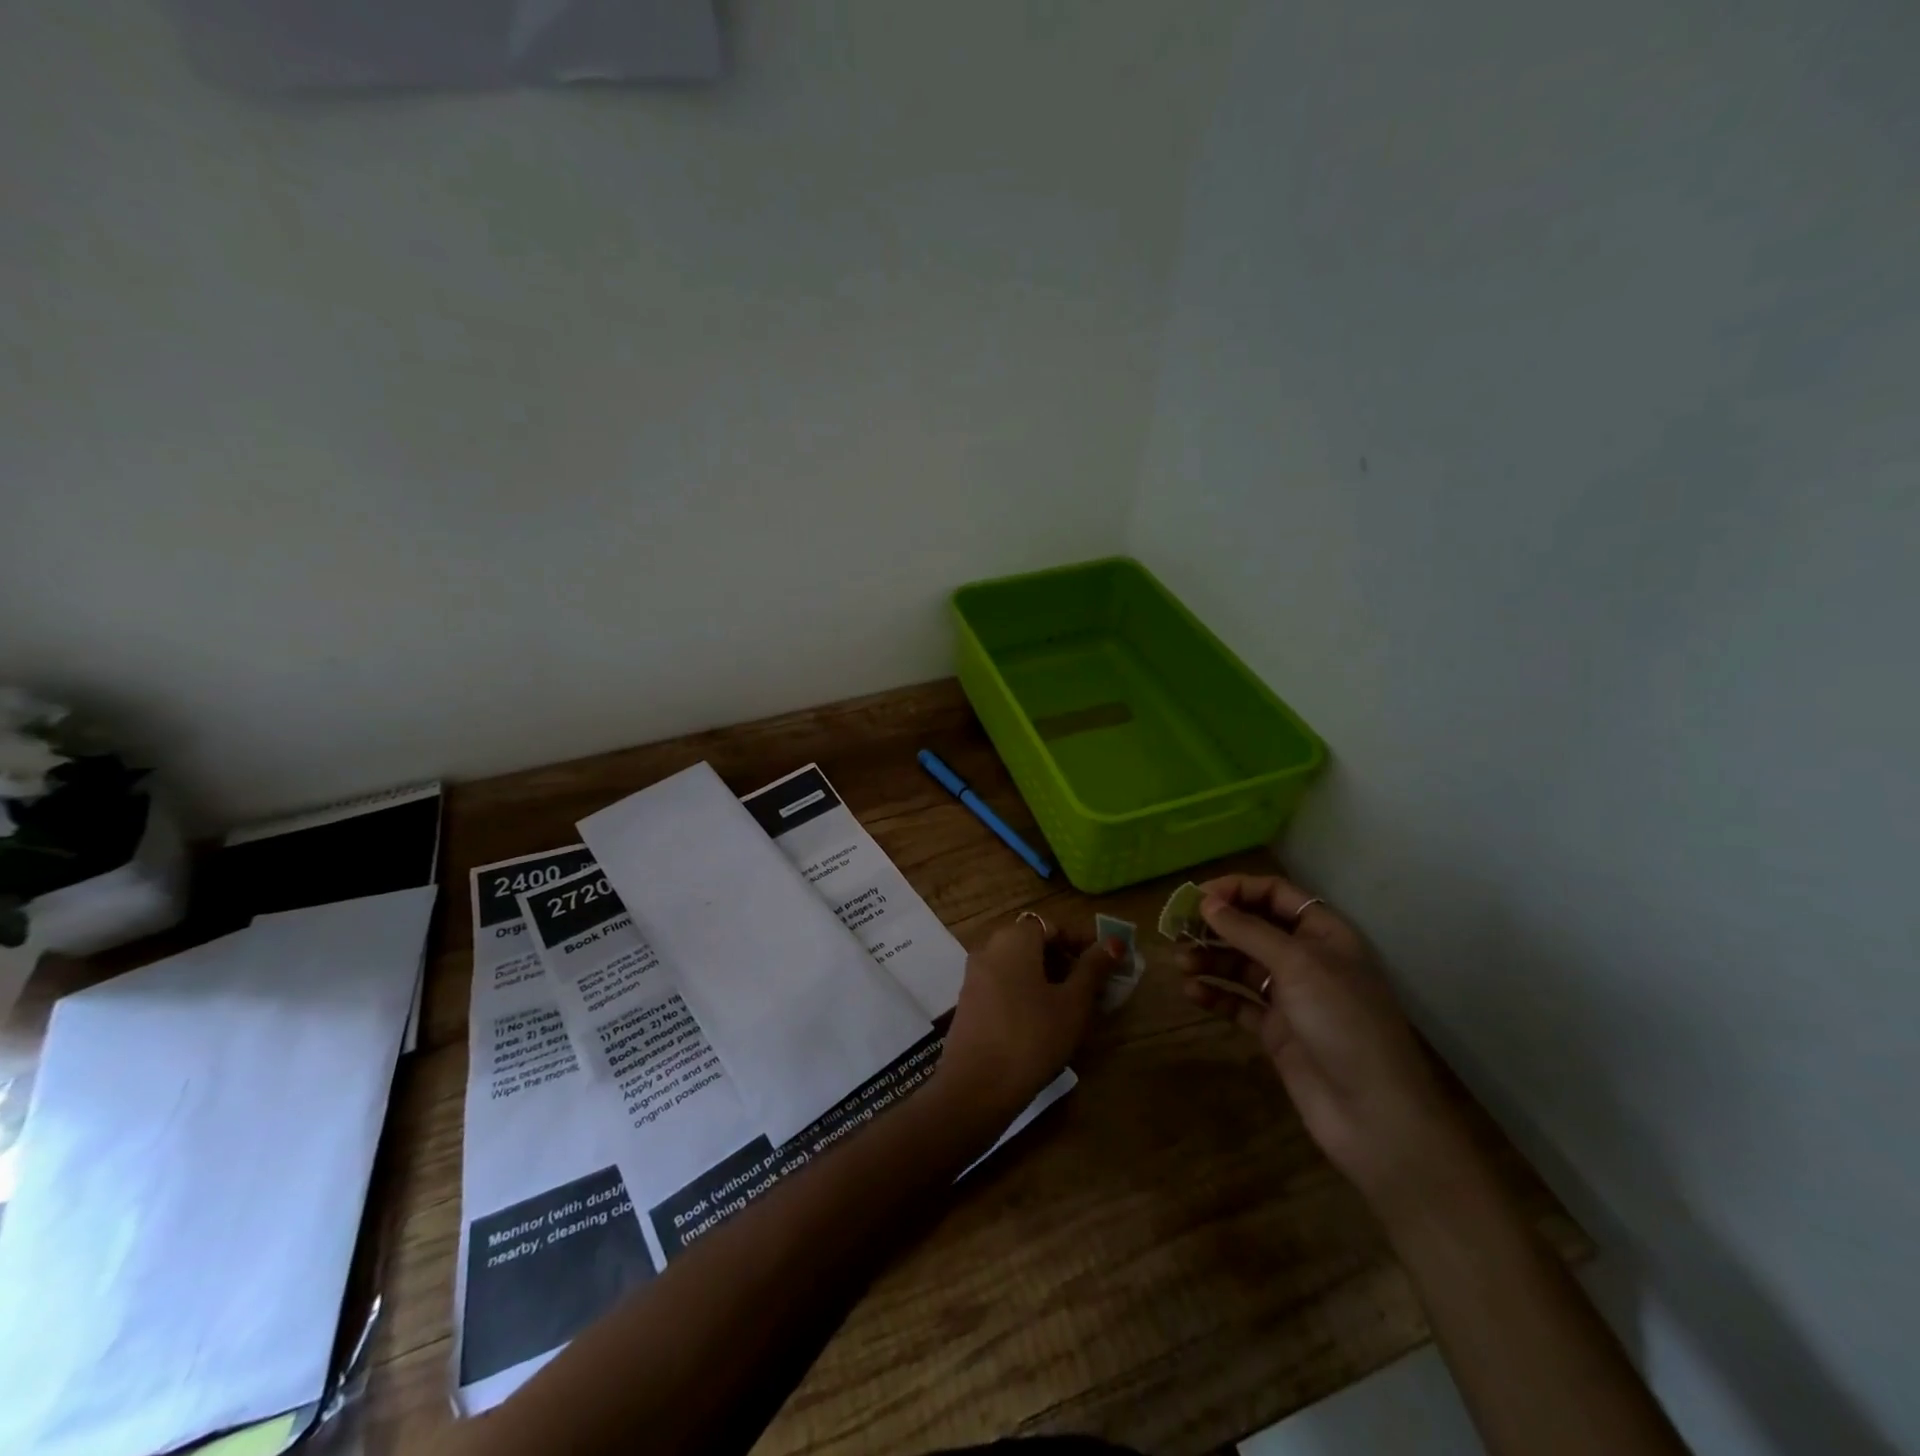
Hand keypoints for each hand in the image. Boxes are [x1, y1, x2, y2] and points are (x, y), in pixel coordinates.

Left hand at [937, 916, 1122, 1122]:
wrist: (976, 1086)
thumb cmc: (1032, 1037)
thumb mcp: (1072, 1003)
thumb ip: (1093, 969)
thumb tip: (1114, 942)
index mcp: (1014, 939)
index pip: (1053, 926)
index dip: (1081, 942)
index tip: (1106, 964)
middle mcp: (989, 947)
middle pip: (1034, 943)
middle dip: (1065, 960)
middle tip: (1093, 987)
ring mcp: (975, 975)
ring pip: (1018, 964)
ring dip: (1046, 977)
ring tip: (1073, 1006)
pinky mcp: (969, 1001)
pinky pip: (1004, 983)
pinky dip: (1026, 991)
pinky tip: (1044, 1021)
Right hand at [1180, 873, 1467, 1208]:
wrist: (1374, 1115)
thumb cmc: (1343, 1022)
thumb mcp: (1298, 965)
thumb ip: (1249, 931)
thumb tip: (1206, 901)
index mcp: (1324, 933)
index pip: (1276, 894)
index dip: (1236, 889)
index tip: (1197, 897)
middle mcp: (1308, 959)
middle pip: (1254, 928)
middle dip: (1216, 926)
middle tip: (1176, 929)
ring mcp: (1292, 997)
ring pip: (1241, 964)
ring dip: (1210, 959)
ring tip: (1180, 963)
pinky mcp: (1277, 1031)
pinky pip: (1239, 1002)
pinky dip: (1216, 994)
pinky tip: (1193, 993)